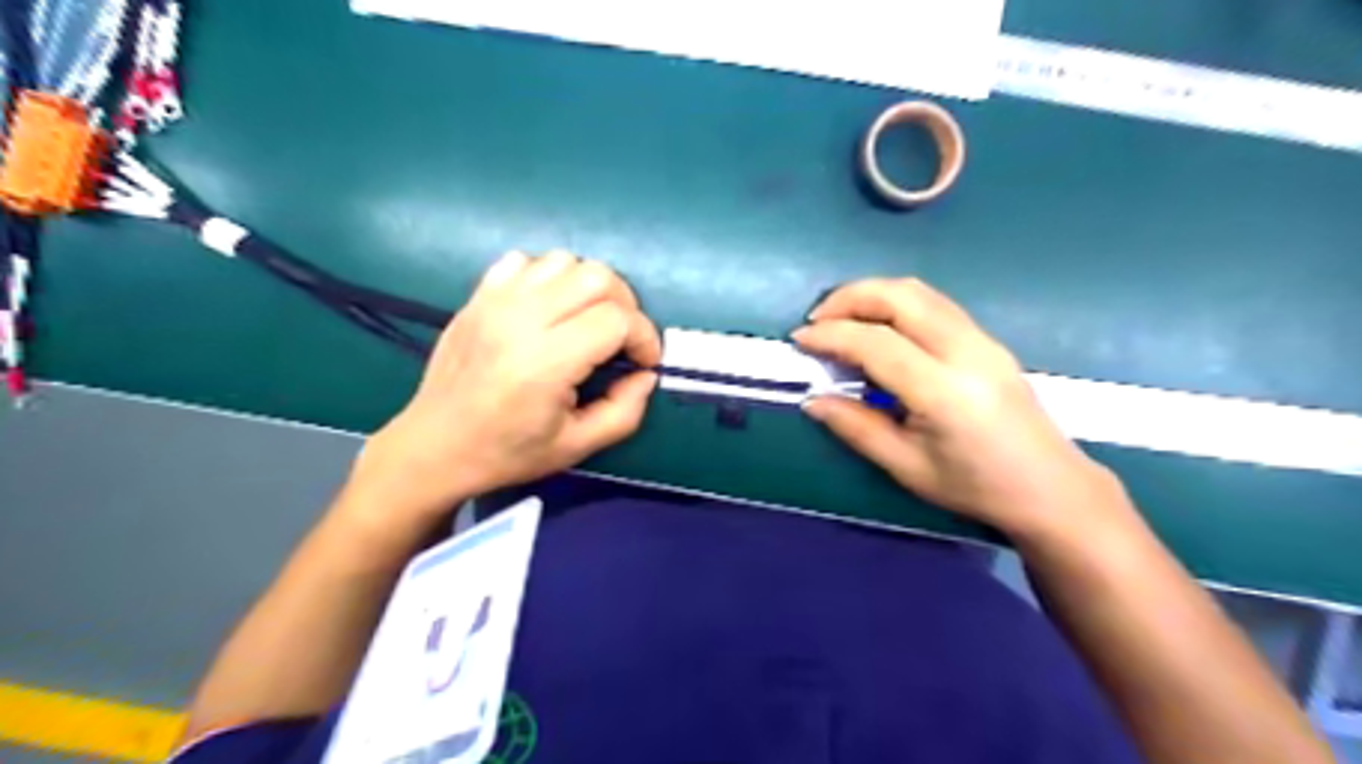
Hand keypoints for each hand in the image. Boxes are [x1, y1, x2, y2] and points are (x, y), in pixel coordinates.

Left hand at [345, 250, 661, 524]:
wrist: (434, 446)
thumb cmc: (507, 452)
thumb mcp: (577, 447)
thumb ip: (625, 412)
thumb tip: (646, 374)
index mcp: (546, 363)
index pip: (616, 320)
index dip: (644, 337)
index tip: (643, 362)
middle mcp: (521, 320)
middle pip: (597, 277)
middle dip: (625, 304)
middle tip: (622, 338)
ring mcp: (495, 301)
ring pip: (564, 261)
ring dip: (589, 287)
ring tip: (588, 320)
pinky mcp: (478, 296)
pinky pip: (525, 261)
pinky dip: (549, 277)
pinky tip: (549, 309)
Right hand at [793, 279, 1121, 538]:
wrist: (1050, 488)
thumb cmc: (975, 487)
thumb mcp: (906, 467)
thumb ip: (855, 427)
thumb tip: (812, 400)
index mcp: (944, 391)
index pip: (877, 343)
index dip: (831, 335)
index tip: (799, 340)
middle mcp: (966, 352)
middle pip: (900, 297)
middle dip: (849, 297)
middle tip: (817, 321)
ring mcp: (982, 340)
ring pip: (919, 292)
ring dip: (872, 294)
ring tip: (841, 319)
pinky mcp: (987, 340)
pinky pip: (934, 303)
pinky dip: (896, 303)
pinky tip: (878, 327)